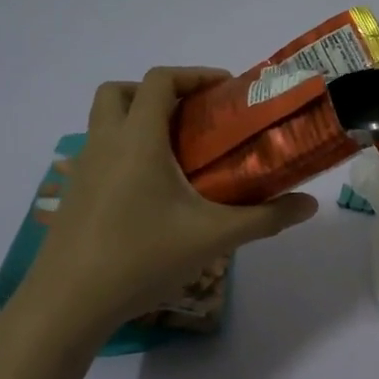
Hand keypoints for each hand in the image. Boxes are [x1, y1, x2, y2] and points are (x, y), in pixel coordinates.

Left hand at [15, 68, 318, 346]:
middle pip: (120, 92)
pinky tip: (151, 194)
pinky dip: (124, 153)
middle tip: (193, 118)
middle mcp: (104, 144)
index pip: (160, 81)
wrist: (68, 304)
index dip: (194, 75)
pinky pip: (99, 154)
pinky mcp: (73, 196)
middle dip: (158, 93)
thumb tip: (310, 204)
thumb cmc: (142, 257)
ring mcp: (83, 170)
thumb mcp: (214, 237)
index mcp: (138, 140)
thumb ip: (266, 218)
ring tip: (177, 155)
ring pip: (104, 122)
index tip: (225, 89)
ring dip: (138, 121)